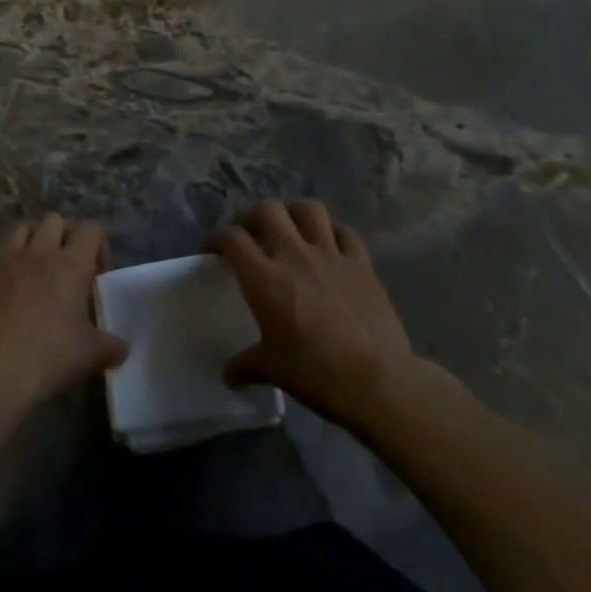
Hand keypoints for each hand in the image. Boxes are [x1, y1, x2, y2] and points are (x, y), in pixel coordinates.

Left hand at [0, 215, 128, 423]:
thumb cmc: (50, 357)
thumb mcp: (90, 355)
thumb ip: (111, 346)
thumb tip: (123, 347)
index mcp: (71, 264)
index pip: (91, 229)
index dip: (98, 245)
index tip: (97, 275)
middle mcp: (39, 251)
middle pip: (54, 220)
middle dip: (62, 236)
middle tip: (65, 266)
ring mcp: (5, 258)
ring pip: (20, 229)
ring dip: (29, 241)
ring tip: (32, 266)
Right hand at [210, 200, 417, 429]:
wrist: (378, 381)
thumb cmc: (316, 374)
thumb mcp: (273, 370)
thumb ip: (247, 365)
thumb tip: (228, 375)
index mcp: (265, 279)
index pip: (232, 239)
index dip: (217, 237)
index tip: (212, 248)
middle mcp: (295, 256)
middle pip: (268, 211)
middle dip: (252, 215)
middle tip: (248, 231)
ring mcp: (331, 255)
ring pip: (309, 210)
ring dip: (293, 211)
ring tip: (289, 224)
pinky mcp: (362, 265)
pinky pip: (346, 234)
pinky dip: (334, 232)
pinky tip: (330, 243)